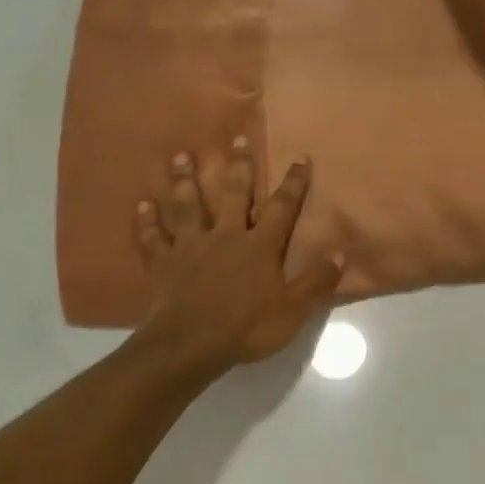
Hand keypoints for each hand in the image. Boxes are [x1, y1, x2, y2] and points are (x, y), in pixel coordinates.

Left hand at [135, 141, 342, 371]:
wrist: (190, 345)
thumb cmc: (246, 327)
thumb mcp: (293, 310)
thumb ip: (317, 281)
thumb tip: (341, 253)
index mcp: (260, 246)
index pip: (282, 208)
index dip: (293, 183)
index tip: (300, 157)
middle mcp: (225, 236)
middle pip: (233, 195)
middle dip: (238, 166)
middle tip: (236, 138)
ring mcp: (190, 247)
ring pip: (188, 206)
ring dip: (184, 180)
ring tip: (180, 156)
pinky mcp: (163, 263)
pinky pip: (153, 238)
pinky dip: (147, 221)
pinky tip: (142, 205)